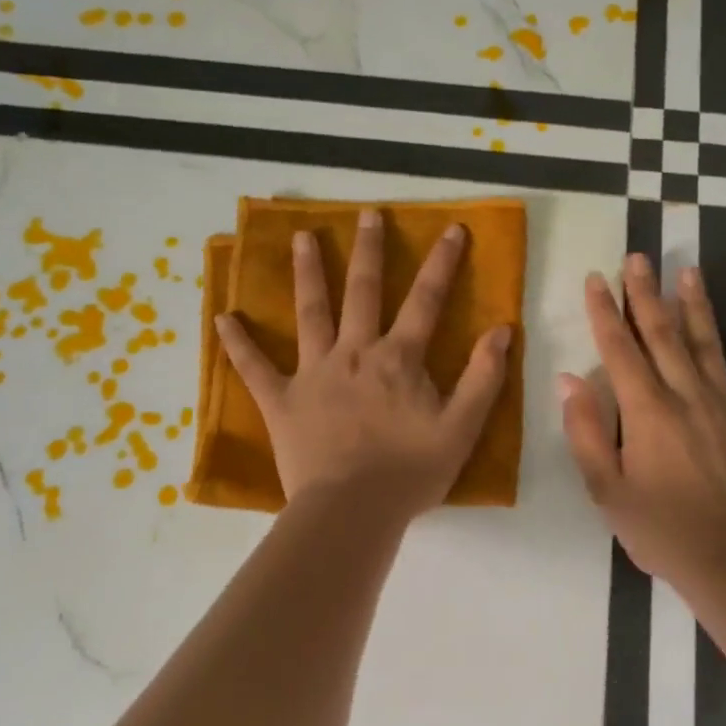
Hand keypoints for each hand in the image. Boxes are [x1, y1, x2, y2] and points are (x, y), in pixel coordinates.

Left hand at [213, 209, 511, 518]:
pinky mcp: (282, 400)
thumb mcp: (462, 428)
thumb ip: (483, 377)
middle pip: (362, 291)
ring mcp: (314, 373)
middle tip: (367, 213)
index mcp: (399, 359)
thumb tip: (502, 331)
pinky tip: (224, 317)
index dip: (442, 262)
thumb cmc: (410, 472)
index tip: (452, 229)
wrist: (352, 512)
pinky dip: (238, 343)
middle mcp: (355, 352)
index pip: (426, 300)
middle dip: (368, 249)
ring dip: (307, 273)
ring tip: (300, 237)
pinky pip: (255, 368)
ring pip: (310, 313)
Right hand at [561, 254, 725, 588]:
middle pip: (663, 334)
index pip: (620, 349)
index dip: (605, 311)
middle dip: (646, 293)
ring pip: (709, 345)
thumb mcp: (606, 490)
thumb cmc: (659, 530)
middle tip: (639, 257)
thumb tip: (569, 379)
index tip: (597, 278)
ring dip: (696, 306)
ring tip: (689, 271)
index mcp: (647, 411)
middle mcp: (688, 397)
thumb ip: (586, 432)